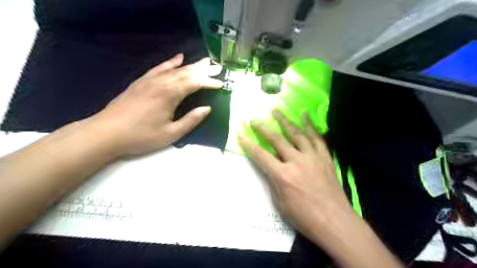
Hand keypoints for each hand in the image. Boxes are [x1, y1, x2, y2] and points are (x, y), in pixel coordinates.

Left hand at [85, 54, 223, 156]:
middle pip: (187, 72)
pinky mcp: (141, 81)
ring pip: (175, 69)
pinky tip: (178, 58)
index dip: (209, 83)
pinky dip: (170, 62)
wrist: (106, 133)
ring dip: (191, 65)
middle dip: (204, 70)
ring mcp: (150, 80)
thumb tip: (207, 108)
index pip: (195, 83)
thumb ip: (191, 120)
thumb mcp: (171, 133)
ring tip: (204, 61)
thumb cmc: (141, 136)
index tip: (221, 84)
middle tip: (217, 67)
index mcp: (170, 94)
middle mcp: (161, 82)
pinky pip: (159, 68)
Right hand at [239, 110, 353, 239]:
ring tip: (276, 110)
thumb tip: (269, 168)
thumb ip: (273, 182)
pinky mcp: (324, 157)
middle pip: (277, 139)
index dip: (249, 145)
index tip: (240, 135)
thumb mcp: (280, 203)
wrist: (335, 222)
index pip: (261, 156)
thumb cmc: (304, 217)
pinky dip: (310, 125)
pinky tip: (304, 114)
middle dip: (263, 128)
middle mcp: (297, 162)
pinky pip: (316, 137)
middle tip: (254, 119)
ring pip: (296, 133)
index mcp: (283, 176)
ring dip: (284, 120)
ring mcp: (312, 157)